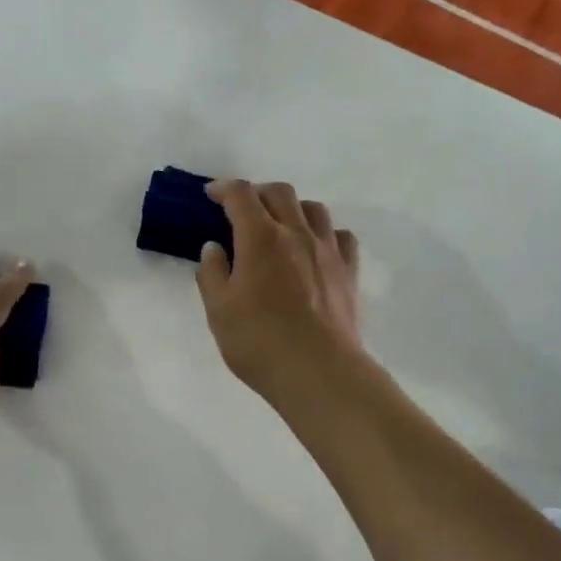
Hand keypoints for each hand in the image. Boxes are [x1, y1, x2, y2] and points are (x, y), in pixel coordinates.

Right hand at [196, 179, 362, 405]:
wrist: (319, 371)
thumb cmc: (259, 342)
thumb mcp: (218, 311)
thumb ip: (212, 274)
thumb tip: (214, 248)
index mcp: (260, 238)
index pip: (241, 195)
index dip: (224, 188)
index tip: (212, 194)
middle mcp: (296, 233)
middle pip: (279, 193)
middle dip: (257, 193)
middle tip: (242, 211)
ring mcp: (327, 251)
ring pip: (313, 209)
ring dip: (292, 208)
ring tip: (281, 226)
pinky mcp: (348, 272)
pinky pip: (340, 236)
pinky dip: (324, 233)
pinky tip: (315, 249)